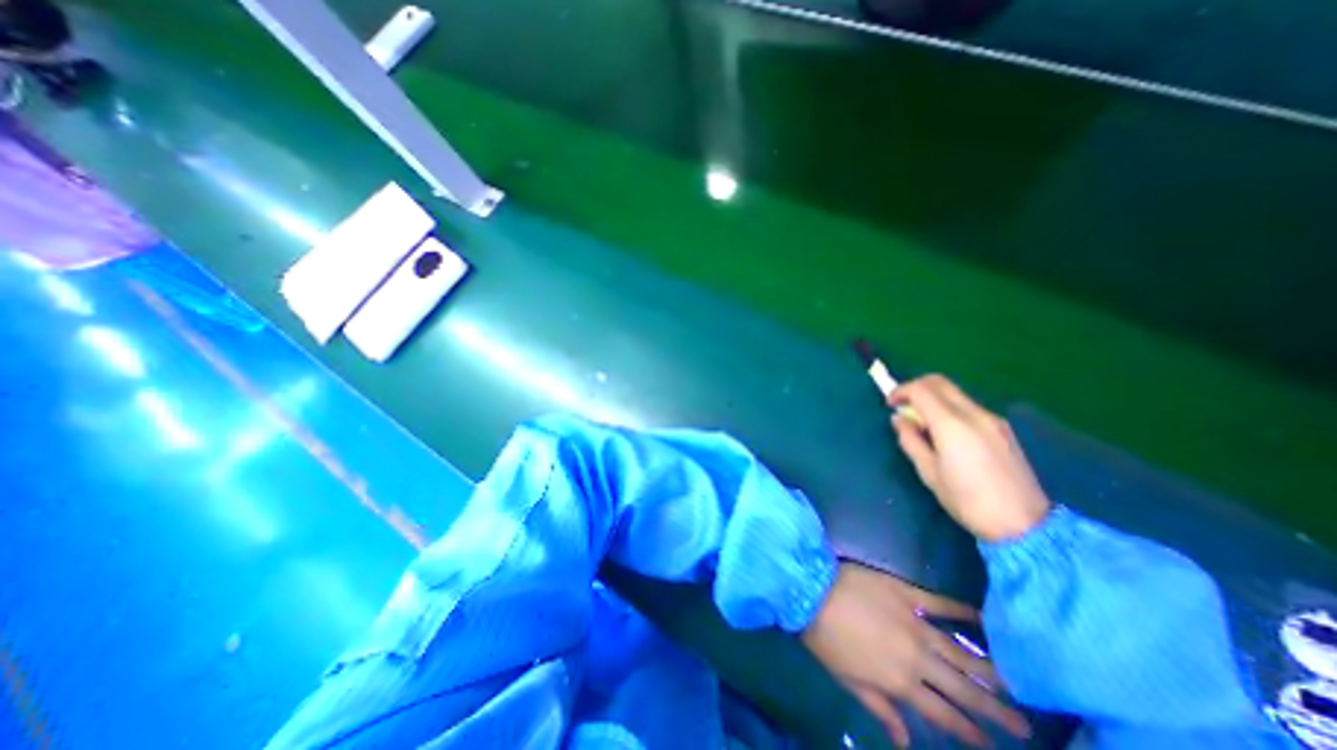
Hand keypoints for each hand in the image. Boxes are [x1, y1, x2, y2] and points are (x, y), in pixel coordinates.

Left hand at [797, 564, 1026, 743]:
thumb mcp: (847, 680)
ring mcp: (914, 622)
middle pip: (962, 688)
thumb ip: (880, 708)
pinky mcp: (905, 592)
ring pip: (959, 651)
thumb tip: (906, 742)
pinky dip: (962, 611)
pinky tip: (983, 618)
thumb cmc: (824, 636)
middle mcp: (916, 657)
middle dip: (994, 709)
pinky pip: (939, 603)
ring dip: (989, 669)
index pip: (943, 714)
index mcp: (900, 682)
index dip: (968, 731)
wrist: (811, 590)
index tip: (990, 744)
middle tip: (1024, 724)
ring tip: (1017, 683)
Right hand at [884, 379, 1056, 540]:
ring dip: (933, 398)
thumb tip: (899, 419)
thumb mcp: (928, 472)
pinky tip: (946, 432)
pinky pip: (969, 406)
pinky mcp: (1003, 428)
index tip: (890, 405)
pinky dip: (949, 408)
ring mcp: (993, 420)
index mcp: (952, 425)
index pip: (921, 390)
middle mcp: (974, 414)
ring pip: (955, 393)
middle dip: (916, 387)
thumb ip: (910, 440)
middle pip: (939, 382)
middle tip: (903, 406)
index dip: (900, 391)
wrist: (1024, 525)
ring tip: (923, 423)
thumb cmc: (967, 501)